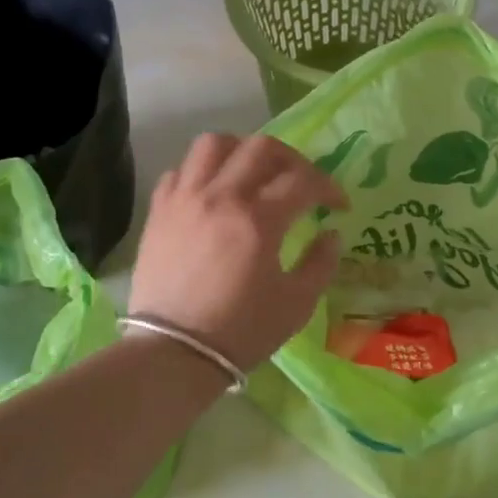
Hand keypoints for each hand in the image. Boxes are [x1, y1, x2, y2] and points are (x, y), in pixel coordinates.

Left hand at [129, 134, 346, 372]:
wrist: (174, 353)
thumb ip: (321, 263)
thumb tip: (331, 234)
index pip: (304, 181)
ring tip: (253, 172)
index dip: (328, 188)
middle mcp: (221, 196)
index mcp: (259, 219)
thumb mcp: (296, 304)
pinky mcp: (159, 211)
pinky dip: (201, 172)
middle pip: (261, 147)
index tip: (338, 205)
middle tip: (301, 182)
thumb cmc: (241, 331)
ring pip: (213, 144)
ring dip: (241, 150)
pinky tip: (213, 193)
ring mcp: (185, 199)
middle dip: (292, 159)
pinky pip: (179, 170)